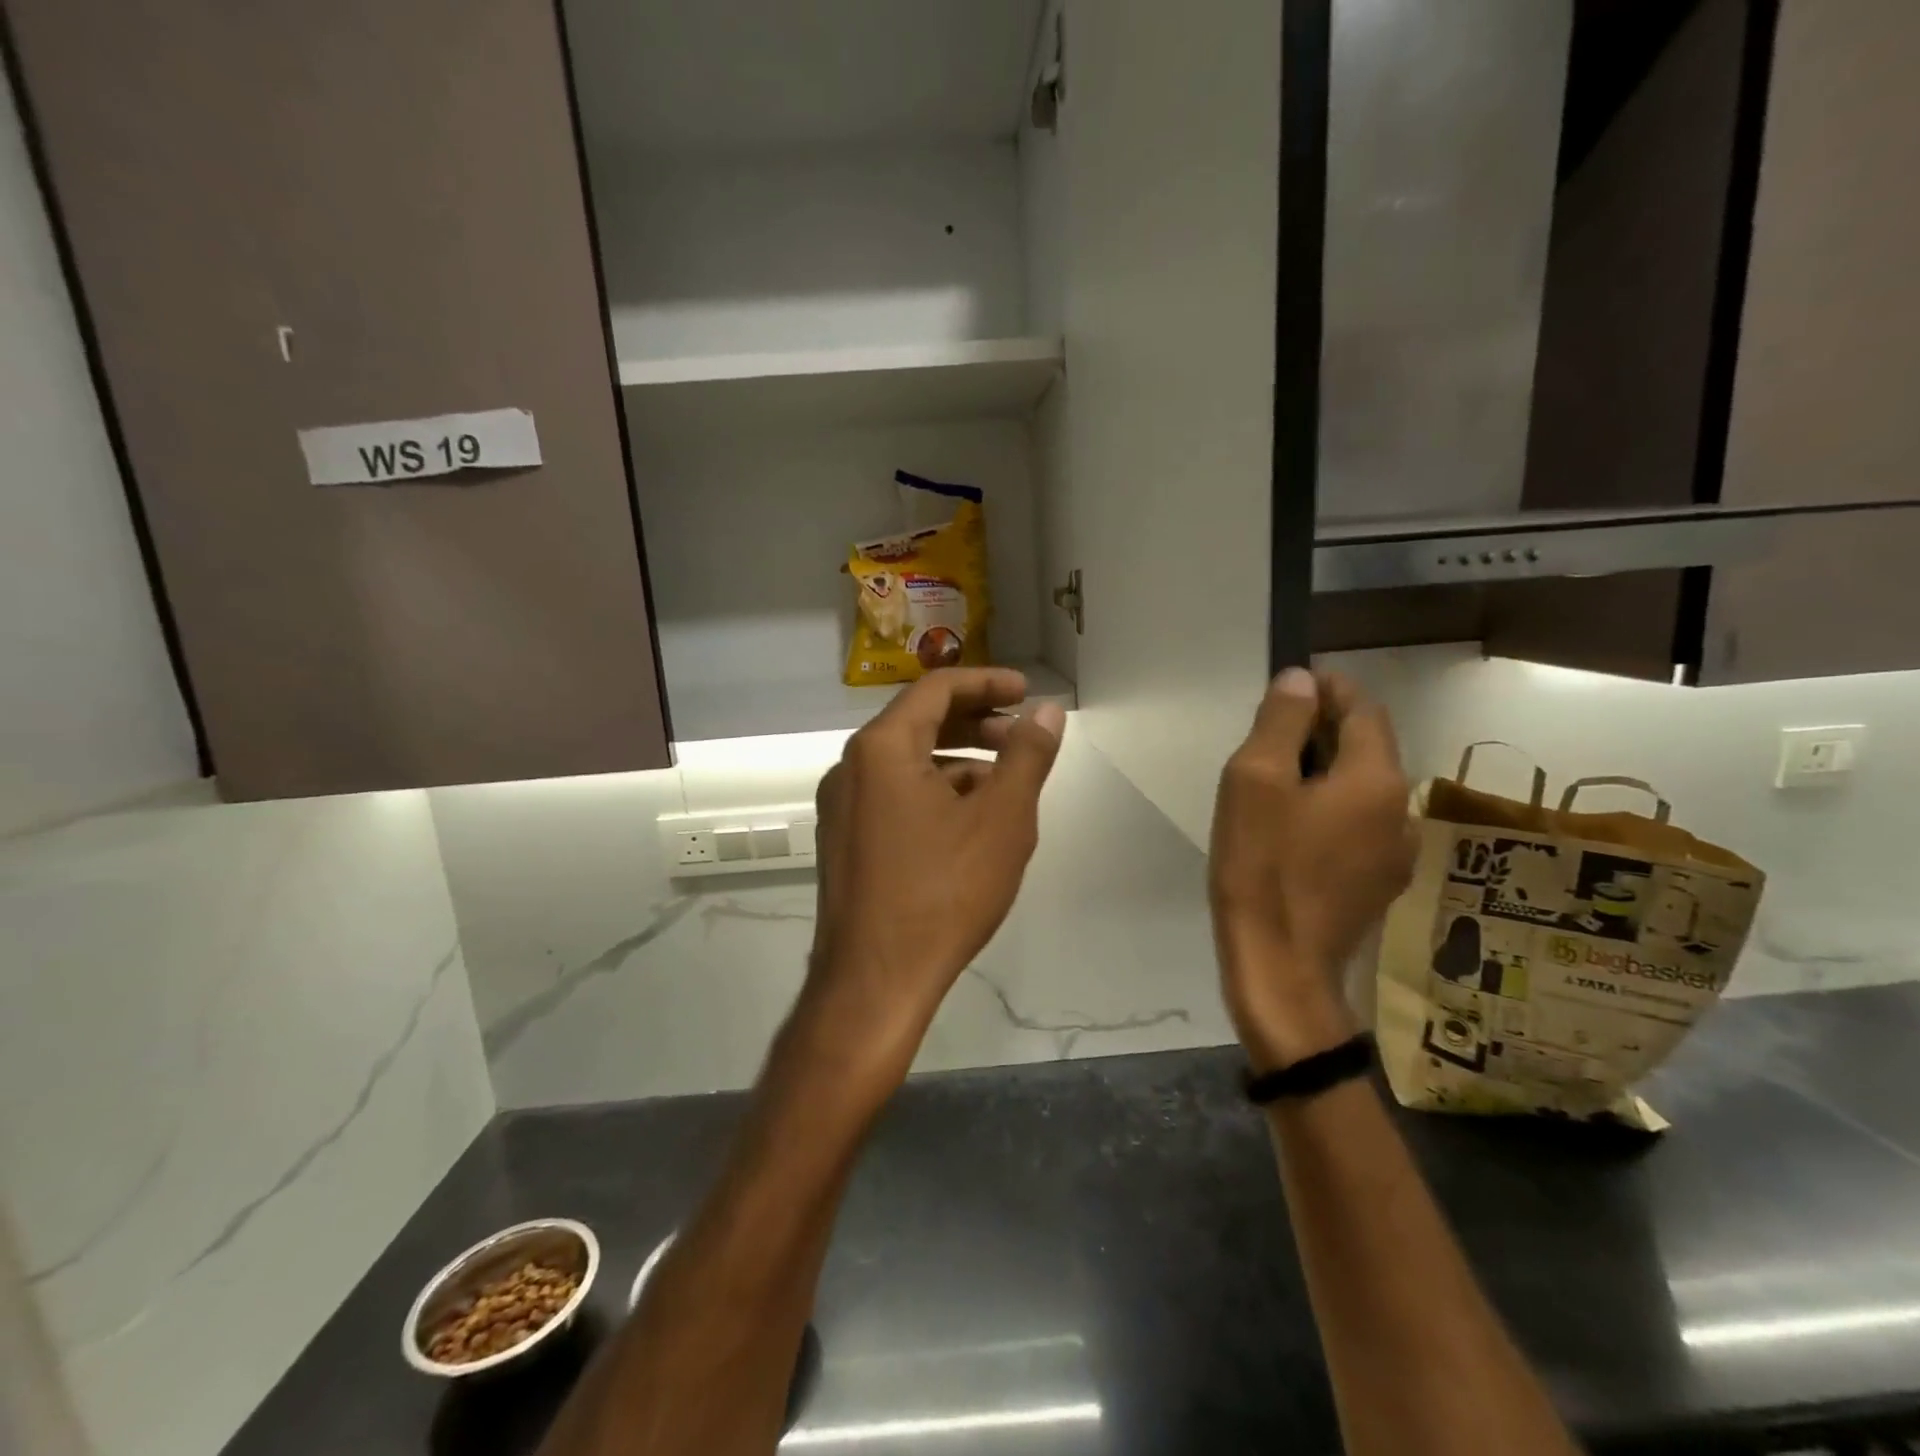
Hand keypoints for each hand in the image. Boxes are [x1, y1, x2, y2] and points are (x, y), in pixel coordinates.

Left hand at [801, 668, 1065, 1070]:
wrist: (873, 982)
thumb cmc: (942, 893)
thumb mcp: (1001, 820)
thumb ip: (1027, 757)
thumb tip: (1048, 712)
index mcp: (881, 748)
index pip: (937, 688)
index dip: (987, 682)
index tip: (1026, 692)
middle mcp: (850, 767)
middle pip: (918, 722)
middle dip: (975, 722)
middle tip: (1021, 736)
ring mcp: (841, 807)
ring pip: (906, 762)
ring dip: (958, 760)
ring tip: (1005, 783)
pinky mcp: (844, 841)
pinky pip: (893, 796)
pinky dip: (934, 792)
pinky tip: (968, 822)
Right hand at [1210, 668, 1415, 1069]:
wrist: (1279, 965)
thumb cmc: (1261, 865)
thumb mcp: (1255, 781)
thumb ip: (1281, 722)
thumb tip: (1300, 680)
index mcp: (1375, 779)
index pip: (1363, 709)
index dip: (1329, 689)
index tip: (1291, 686)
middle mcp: (1400, 810)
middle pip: (1365, 750)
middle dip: (1321, 733)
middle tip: (1268, 739)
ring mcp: (1395, 854)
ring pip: (1361, 791)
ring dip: (1325, 775)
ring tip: (1275, 789)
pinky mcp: (1379, 885)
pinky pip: (1357, 828)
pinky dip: (1329, 813)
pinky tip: (1291, 833)